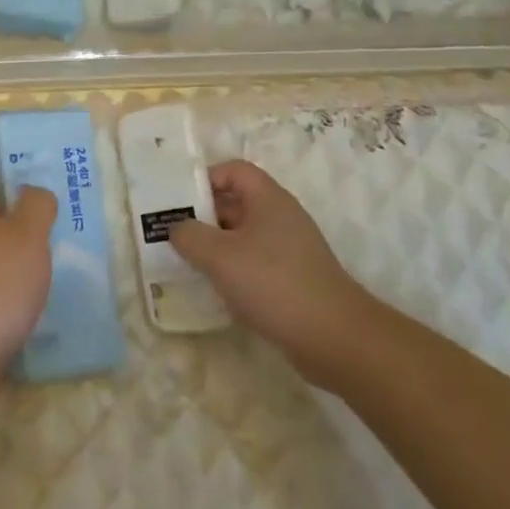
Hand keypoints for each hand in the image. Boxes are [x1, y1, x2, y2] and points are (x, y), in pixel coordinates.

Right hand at [168, 160, 370, 382]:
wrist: (335, 338)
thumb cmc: (274, 283)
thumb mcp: (220, 256)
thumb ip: (190, 236)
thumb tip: (177, 229)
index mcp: (268, 198)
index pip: (233, 170)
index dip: (205, 179)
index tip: (179, 202)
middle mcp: (281, 217)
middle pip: (236, 203)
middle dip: (204, 217)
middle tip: (174, 235)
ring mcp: (290, 249)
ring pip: (244, 236)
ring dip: (217, 247)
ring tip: (188, 264)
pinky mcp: (294, 279)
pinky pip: (256, 263)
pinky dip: (235, 272)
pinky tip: (218, 292)